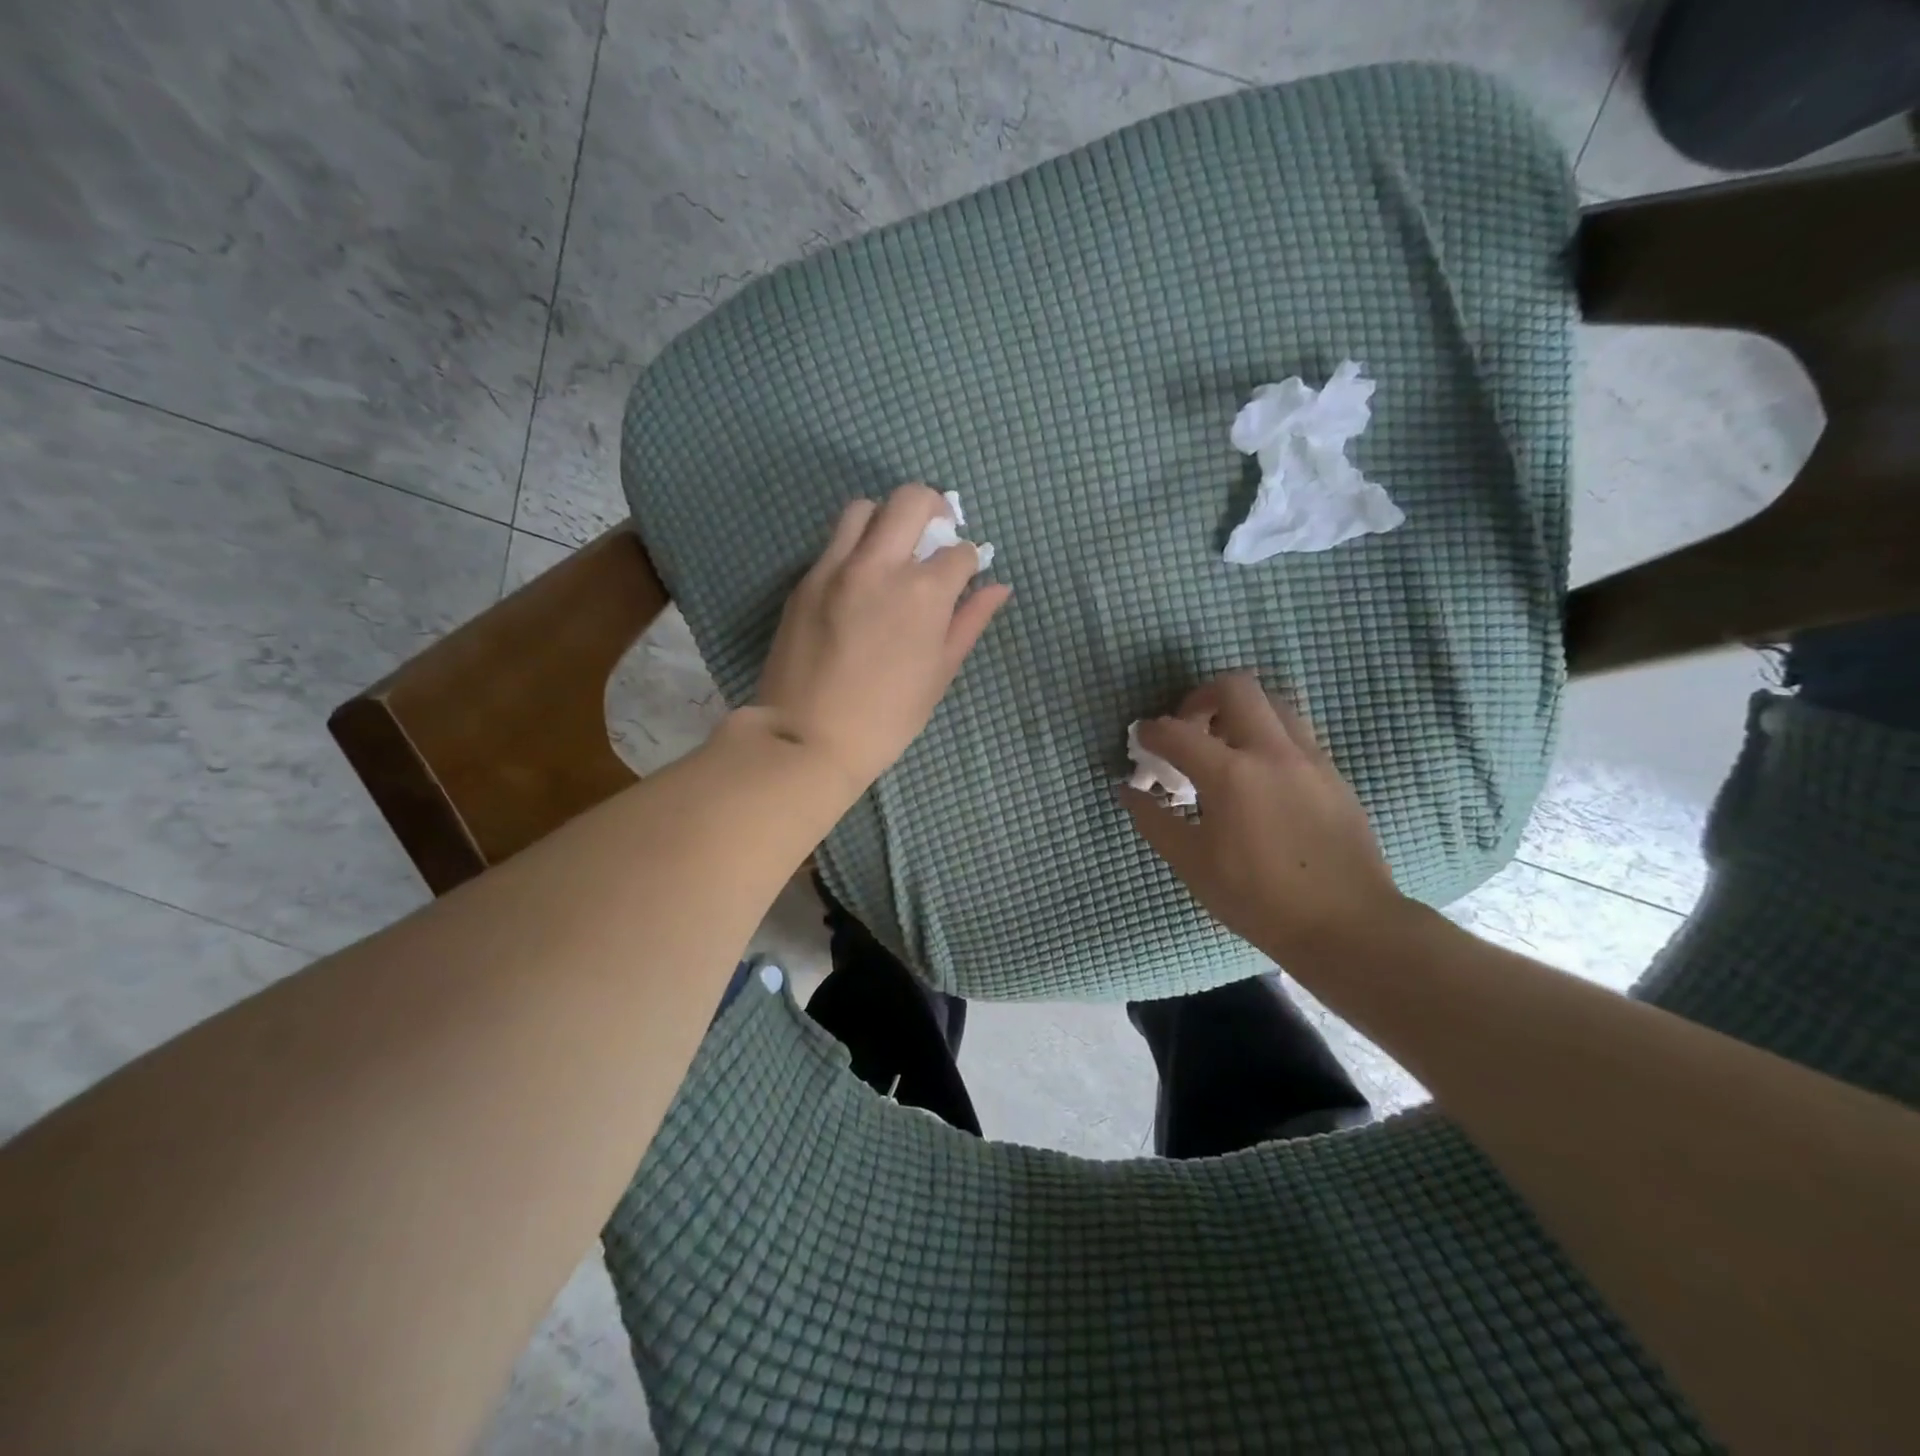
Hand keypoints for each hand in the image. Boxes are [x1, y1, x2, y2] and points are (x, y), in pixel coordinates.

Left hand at [749, 483, 1010, 795]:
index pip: (958, 551)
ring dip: (887, 518)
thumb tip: (998, 587)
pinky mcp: (805, 581)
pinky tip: (861, 579)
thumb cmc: (886, 718)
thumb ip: (969, 622)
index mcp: (923, 592)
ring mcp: (835, 568)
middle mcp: (879, 565)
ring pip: (864, 509)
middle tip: (936, 534)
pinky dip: (855, 546)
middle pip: (911, 500)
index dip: (969, 560)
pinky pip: (834, 542)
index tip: (965, 574)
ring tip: (893, 548)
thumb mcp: (939, 673)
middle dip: (934, 509)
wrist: (807, 738)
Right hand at [1121, 673, 1409, 963]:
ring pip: (1272, 703)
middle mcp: (1272, 752)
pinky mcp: (1333, 773)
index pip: (1176, 732)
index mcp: (1230, 775)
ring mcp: (1310, 758)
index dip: (1150, 732)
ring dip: (1239, 711)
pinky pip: (1295, 732)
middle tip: (1187, 729)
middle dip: (1201, 698)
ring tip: (1223, 748)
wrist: (1348, 925)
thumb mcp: (1193, 865)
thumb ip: (1154, 821)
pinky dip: (1267, 735)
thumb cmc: (1258, 899)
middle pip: (1235, 687)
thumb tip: (1128, 792)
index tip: (1141, 741)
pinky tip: (1258, 776)